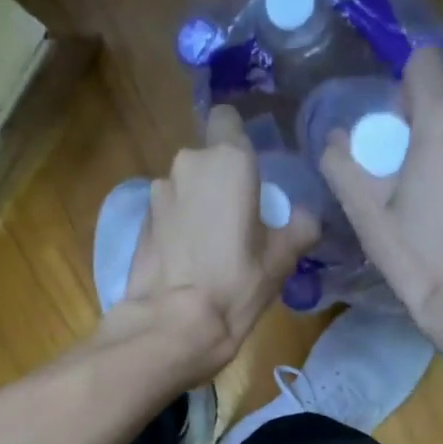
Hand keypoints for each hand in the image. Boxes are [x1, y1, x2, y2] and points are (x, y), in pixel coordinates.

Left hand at [115, 105, 319, 372]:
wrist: (172, 324)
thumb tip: (304, 217)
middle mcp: (187, 165)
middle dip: (218, 180)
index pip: (227, 119)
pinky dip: (176, 226)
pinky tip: (186, 259)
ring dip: (196, 204)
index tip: (250, 171)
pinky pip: (166, 212)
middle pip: (206, 159)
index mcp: (227, 160)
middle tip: (237, 218)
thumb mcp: (282, 258)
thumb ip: (299, 226)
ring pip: (184, 186)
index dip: (237, 139)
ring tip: (209, 244)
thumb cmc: (235, 283)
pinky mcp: (138, 222)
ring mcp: (157, 193)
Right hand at [322, 46, 442, 344]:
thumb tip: (333, 140)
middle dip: (415, 125)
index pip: (422, 61)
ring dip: (439, 149)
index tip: (385, 126)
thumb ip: (342, 164)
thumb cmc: (417, 255)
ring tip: (422, 197)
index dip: (398, 86)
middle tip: (393, 174)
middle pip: (440, 100)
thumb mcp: (365, 213)